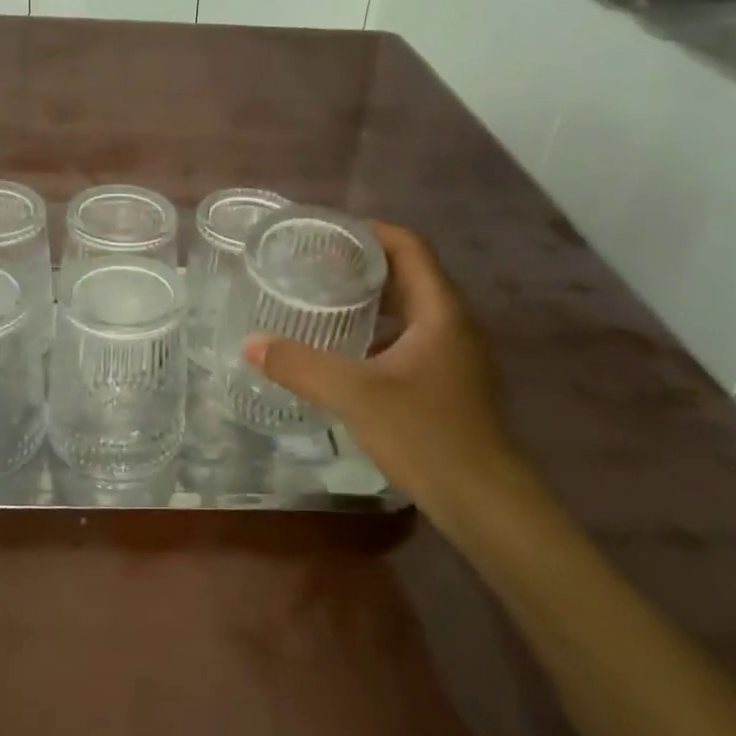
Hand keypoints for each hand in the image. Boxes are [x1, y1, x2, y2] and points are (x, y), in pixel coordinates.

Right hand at [244, 223, 520, 513]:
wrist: (484, 503)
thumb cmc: (426, 436)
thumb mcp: (355, 396)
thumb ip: (301, 366)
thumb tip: (251, 344)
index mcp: (440, 311)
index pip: (408, 246)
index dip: (368, 231)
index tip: (325, 234)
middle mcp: (452, 323)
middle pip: (407, 273)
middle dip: (360, 264)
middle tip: (312, 266)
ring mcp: (454, 354)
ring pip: (408, 308)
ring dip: (369, 299)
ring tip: (322, 300)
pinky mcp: (448, 381)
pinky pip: (409, 337)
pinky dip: (377, 331)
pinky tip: (344, 350)